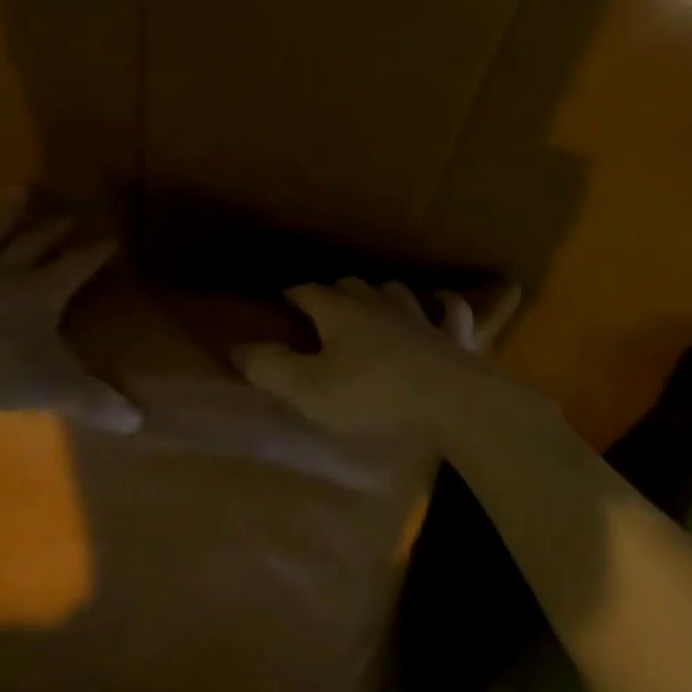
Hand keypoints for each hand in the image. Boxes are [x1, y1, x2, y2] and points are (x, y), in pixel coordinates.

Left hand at [0, 190, 142, 432]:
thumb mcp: (51, 387)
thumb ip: (94, 401)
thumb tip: (139, 421)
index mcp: (42, 291)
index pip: (78, 265)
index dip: (97, 252)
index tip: (113, 236)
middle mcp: (7, 272)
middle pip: (38, 243)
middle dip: (59, 230)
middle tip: (73, 215)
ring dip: (8, 213)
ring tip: (21, 190)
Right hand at [234, 278, 519, 445]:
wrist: (452, 404)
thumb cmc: (373, 397)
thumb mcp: (308, 389)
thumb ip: (270, 367)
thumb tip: (237, 347)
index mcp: (341, 314)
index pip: (310, 293)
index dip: (294, 294)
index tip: (283, 298)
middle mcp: (380, 306)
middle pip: (353, 287)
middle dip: (336, 292)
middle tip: (325, 304)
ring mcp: (420, 318)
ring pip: (397, 292)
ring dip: (382, 293)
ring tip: (374, 299)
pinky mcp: (454, 337)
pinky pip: (451, 311)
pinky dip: (443, 304)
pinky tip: (441, 301)